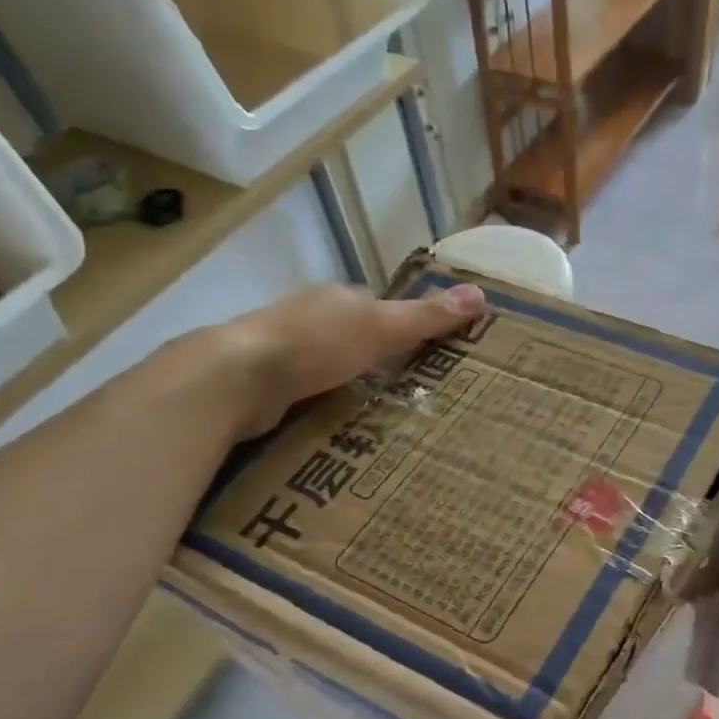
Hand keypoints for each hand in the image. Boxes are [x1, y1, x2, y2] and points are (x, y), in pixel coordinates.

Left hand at [201, 282, 486, 438]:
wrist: (238, 378)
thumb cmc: (315, 344)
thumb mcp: (381, 327)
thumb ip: (426, 317)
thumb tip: (480, 294)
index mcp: (337, 298)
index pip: (378, 306)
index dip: (404, 326)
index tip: (429, 354)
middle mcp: (310, 317)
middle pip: (354, 336)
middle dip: (378, 359)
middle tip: (413, 392)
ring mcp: (285, 350)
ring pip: (331, 365)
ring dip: (352, 383)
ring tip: (384, 415)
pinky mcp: (268, 384)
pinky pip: (310, 392)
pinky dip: (327, 403)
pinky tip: (342, 424)